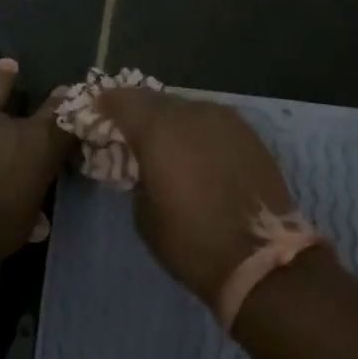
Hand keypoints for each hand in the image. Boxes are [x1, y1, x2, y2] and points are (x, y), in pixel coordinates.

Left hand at [0, 60, 74, 260]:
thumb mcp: (20, 228)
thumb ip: (30, 217)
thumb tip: (40, 224)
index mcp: (39, 149)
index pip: (66, 128)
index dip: (75, 120)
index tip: (81, 108)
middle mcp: (9, 125)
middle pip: (37, 108)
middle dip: (51, 100)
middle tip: (60, 88)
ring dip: (1, 79)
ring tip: (8, 64)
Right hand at [95, 88, 296, 307]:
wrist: (260, 259)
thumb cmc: (190, 241)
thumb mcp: (144, 213)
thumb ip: (139, 174)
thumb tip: (145, 163)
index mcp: (159, 130)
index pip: (123, 100)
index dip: (106, 103)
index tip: (97, 111)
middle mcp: (193, 114)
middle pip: (156, 100)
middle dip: (139, 111)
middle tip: (129, 129)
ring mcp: (226, 121)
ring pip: (188, 108)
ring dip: (171, 120)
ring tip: (163, 142)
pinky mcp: (250, 135)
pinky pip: (212, 123)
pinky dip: (197, 132)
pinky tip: (195, 152)